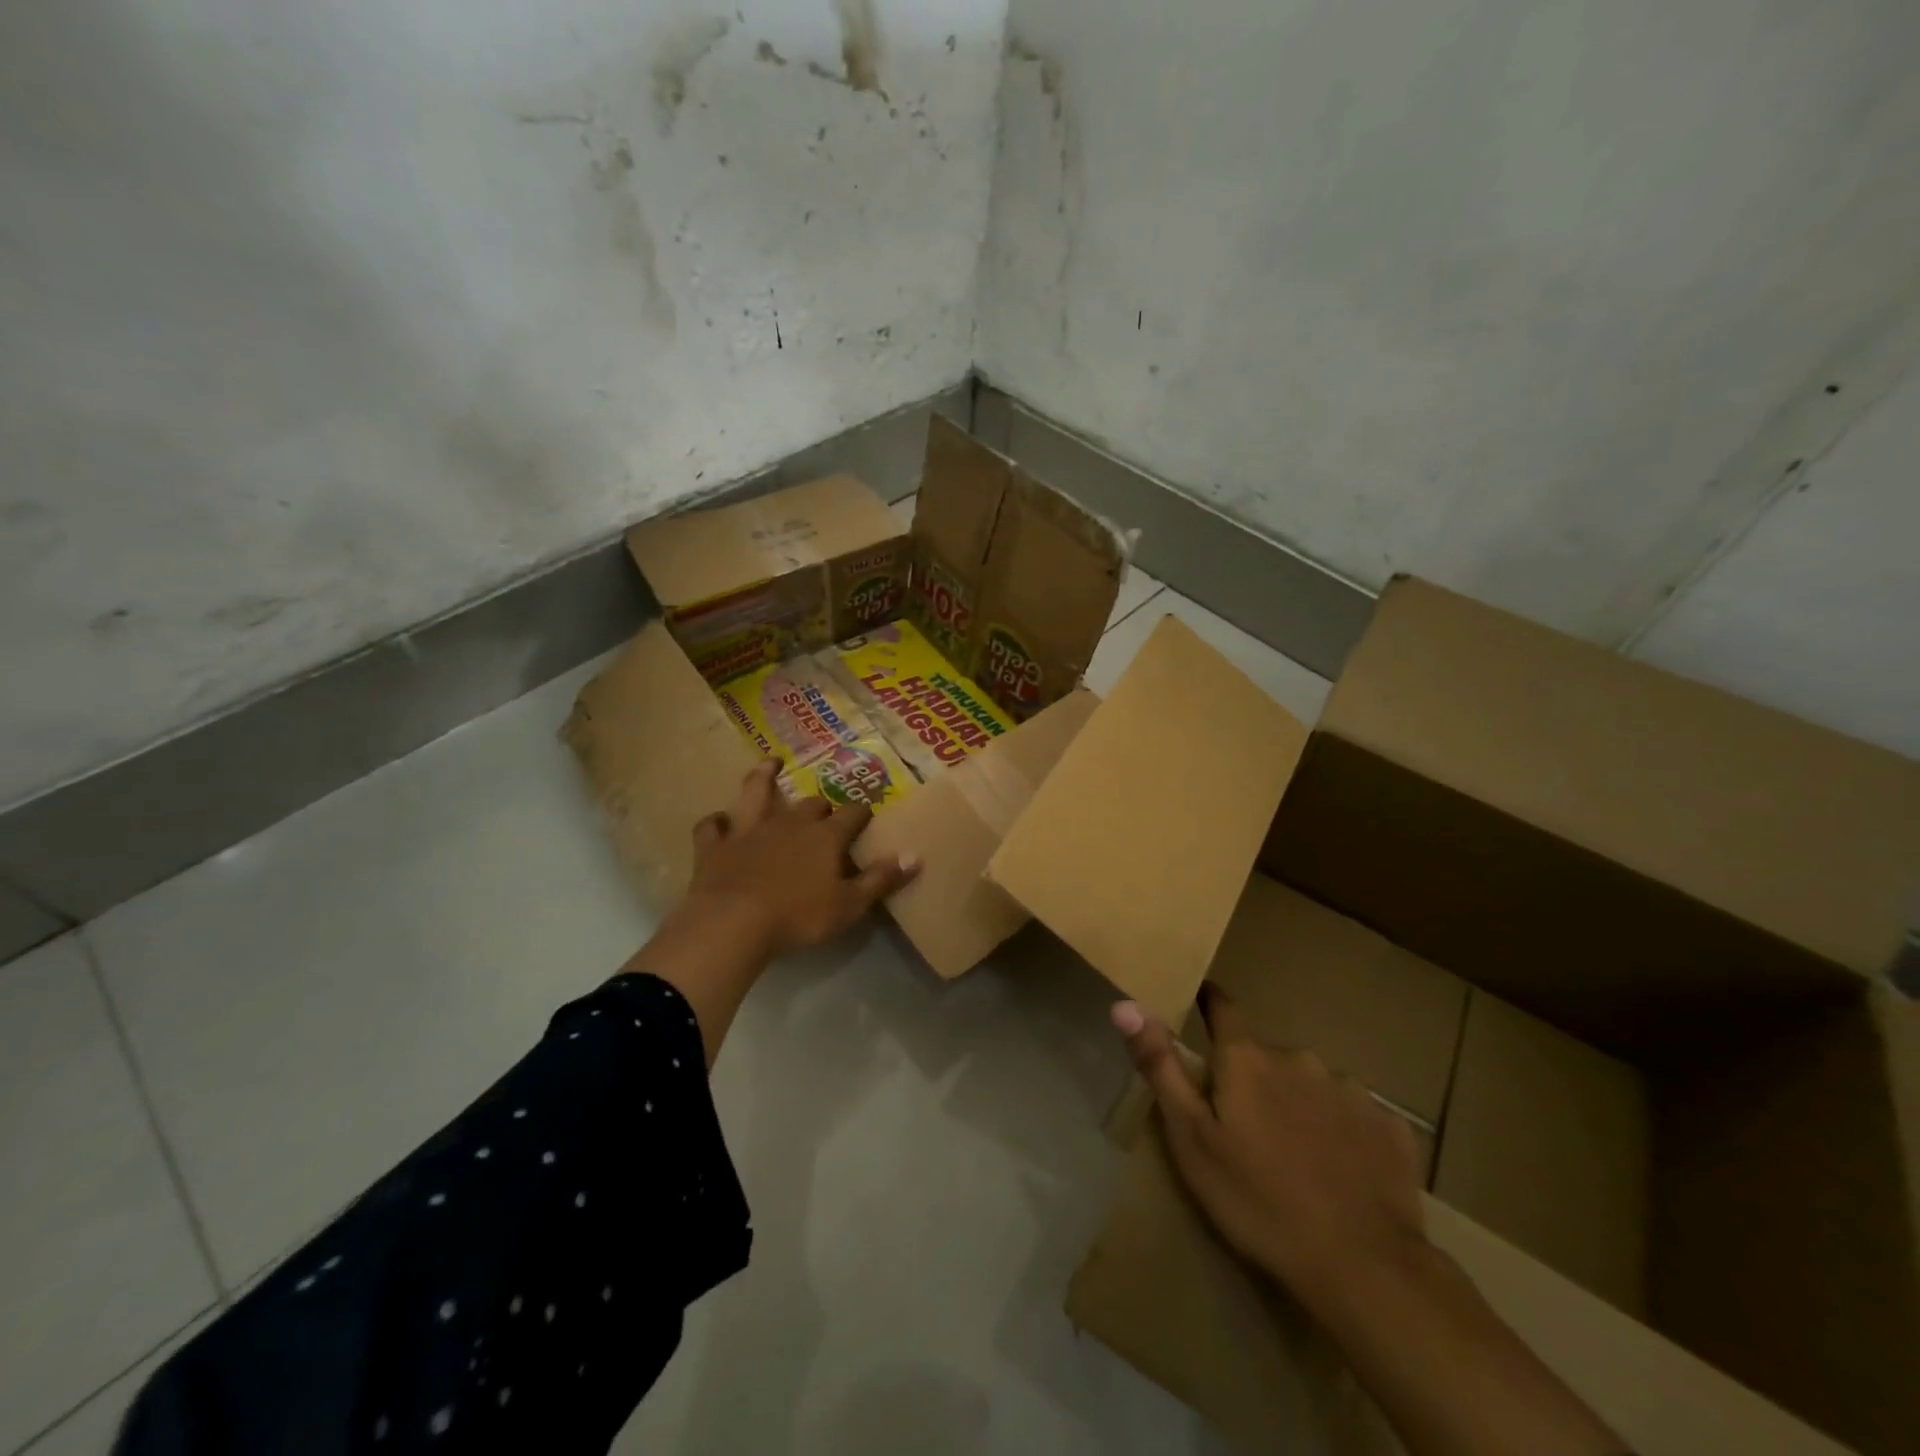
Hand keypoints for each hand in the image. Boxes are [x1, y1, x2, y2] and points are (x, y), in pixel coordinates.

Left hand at [681, 759, 918, 956]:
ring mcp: (749, 830)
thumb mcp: (850, 905)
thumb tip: (915, 855)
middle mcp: (789, 823)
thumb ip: (881, 879)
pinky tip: (718, 821)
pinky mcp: (715, 846)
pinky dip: (715, 823)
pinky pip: (711, 827)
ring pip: (756, 793)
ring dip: (763, 777)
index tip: (867, 813)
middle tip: (823, 810)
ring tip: (770, 763)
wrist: (733, 923)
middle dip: (820, 804)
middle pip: (809, 804)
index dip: (862, 812)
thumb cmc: (798, 916)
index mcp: (825, 836)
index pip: (851, 814)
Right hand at [1112, 987, 1427, 1305]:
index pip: (1222, 1006)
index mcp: (1246, 1058)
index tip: (1200, 1009)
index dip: (1209, 1005)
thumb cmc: (1258, 1200)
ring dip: (1298, 1104)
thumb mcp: (1191, 1138)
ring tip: (1296, 1157)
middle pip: (1265, 1055)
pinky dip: (1341, 1132)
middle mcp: (1297, 1057)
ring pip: (1309, 1084)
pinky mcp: (1389, 1125)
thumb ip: (1160, 1066)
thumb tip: (1125, 1004)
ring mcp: (1350, 1089)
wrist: (1364, 1267)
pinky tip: (1341, 1172)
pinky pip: (1353, 1115)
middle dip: (1254, 1079)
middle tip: (1247, 1129)